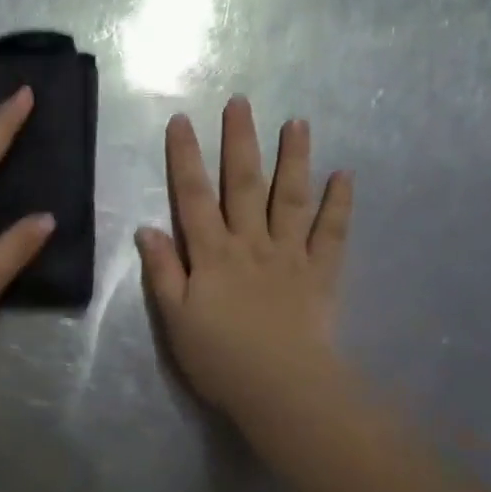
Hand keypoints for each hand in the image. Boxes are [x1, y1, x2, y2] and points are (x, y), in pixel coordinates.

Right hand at [135, 96, 353, 423]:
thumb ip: (163, 271)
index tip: (181, 121)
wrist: (281, 389)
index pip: (193, 196)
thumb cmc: (220, 358)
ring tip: (297, 122)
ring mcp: (290, 255)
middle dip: (240, 141)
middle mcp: (251, 243)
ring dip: (294, 158)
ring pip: (291, 198)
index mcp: (212, 253)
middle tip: (241, 102)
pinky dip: (339, 204)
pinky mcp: (321, 273)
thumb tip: (146, 228)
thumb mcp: (175, 319)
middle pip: (244, 184)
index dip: (185, 157)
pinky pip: (332, 233)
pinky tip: (344, 176)